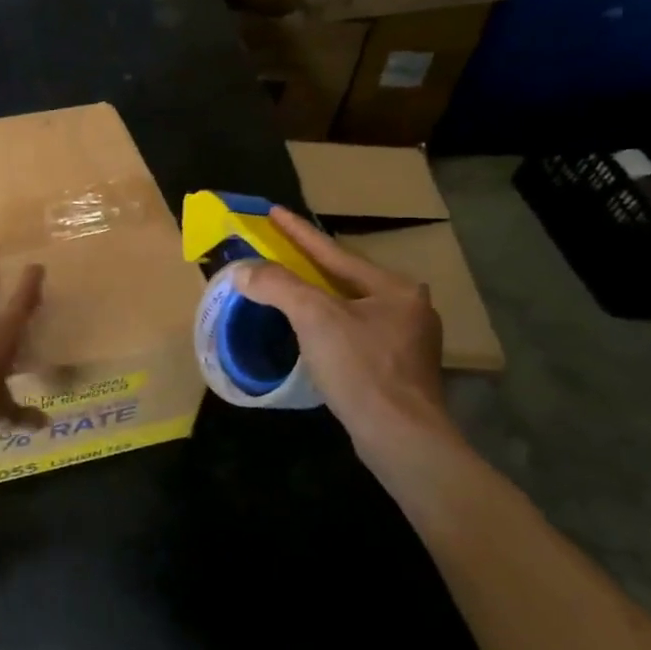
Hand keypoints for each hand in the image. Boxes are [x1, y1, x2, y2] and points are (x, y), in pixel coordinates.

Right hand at [232, 207, 455, 462]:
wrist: (401, 438)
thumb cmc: (361, 369)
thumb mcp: (314, 318)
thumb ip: (278, 286)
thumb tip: (243, 270)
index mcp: (394, 288)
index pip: (334, 252)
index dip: (298, 232)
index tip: (274, 211)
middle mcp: (407, 308)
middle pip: (344, 278)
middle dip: (310, 266)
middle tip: (278, 252)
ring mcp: (407, 341)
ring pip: (349, 308)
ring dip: (317, 298)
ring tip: (288, 290)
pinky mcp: (398, 370)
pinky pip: (353, 334)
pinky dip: (327, 326)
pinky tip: (311, 333)